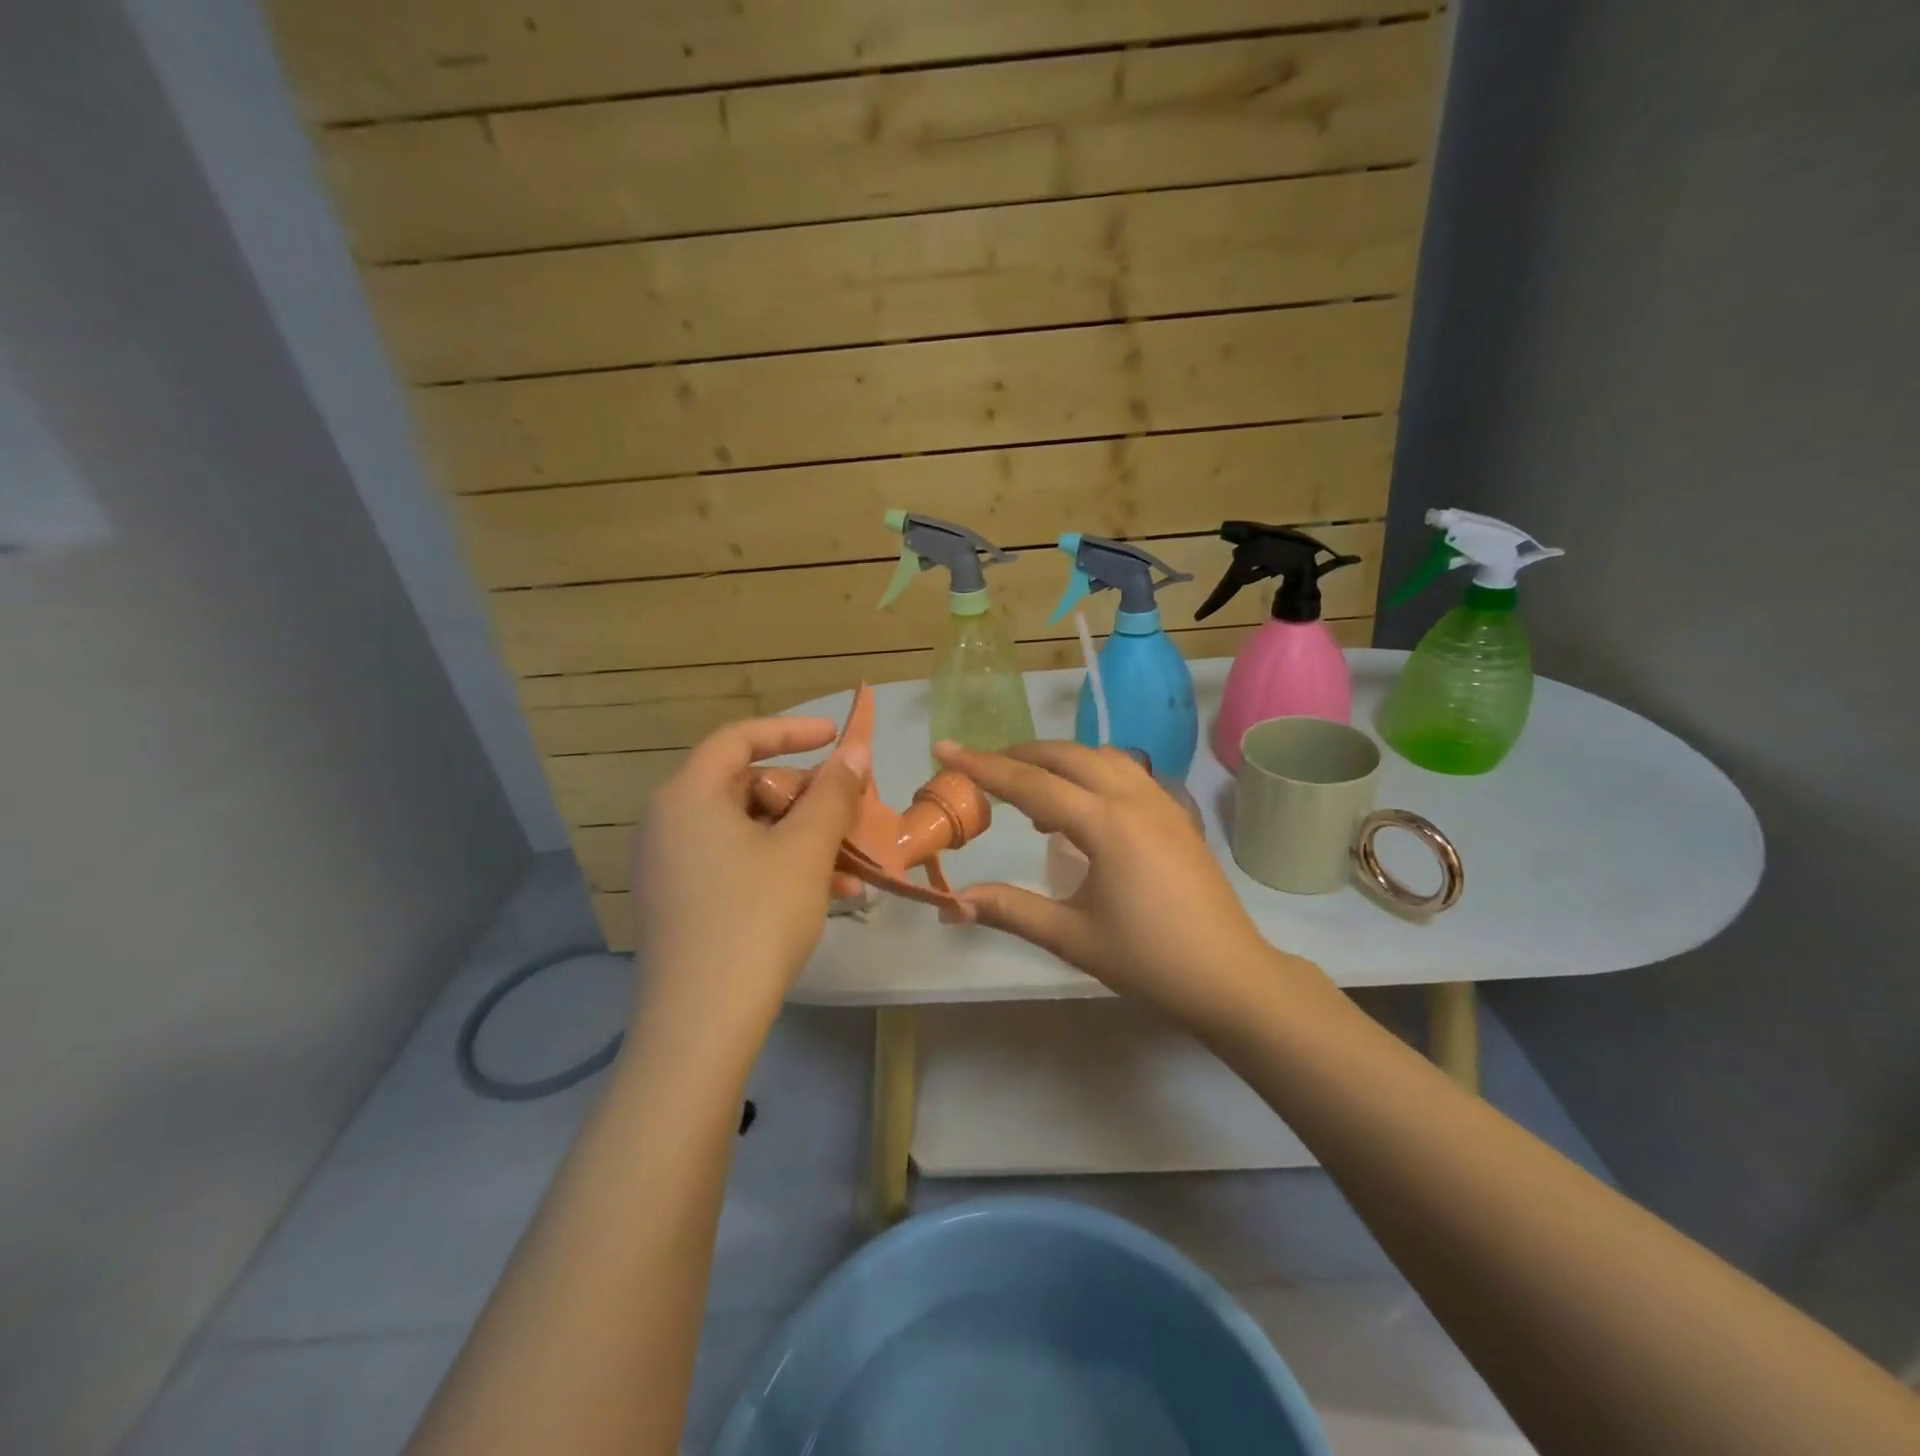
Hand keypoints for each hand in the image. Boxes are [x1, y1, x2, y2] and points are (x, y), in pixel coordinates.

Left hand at [631, 716, 866, 1035]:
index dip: (791, 730)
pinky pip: (735, 865)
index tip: (835, 737)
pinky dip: (779, 868)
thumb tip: (854, 752)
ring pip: (746, 831)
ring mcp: (669, 867)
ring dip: (801, 840)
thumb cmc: (756, 917)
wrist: (701, 1023)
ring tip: (851, 865)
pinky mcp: (679, 903)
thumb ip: (833, 793)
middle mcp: (668, 823)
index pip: (739, 739)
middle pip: (745, 787)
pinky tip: (828, 896)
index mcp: (688, 796)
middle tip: (848, 812)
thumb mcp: (806, 848)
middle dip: (805, 798)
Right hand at [935, 741, 1325, 1024]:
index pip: (1032, 783)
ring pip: (1099, 756)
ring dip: (1058, 760)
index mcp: (1107, 824)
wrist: (1229, 976)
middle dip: (1019, 755)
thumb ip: (1010, 910)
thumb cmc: (1148, 960)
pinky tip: (1080, 806)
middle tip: (981, 768)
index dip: (983, 767)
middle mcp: (1134, 798)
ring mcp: (1161, 801)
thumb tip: (952, 902)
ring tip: (1028, 789)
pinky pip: (1125, 771)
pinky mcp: (1175, 813)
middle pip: (1066, 755)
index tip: (944, 749)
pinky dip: (1090, 772)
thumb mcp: (1072, 937)